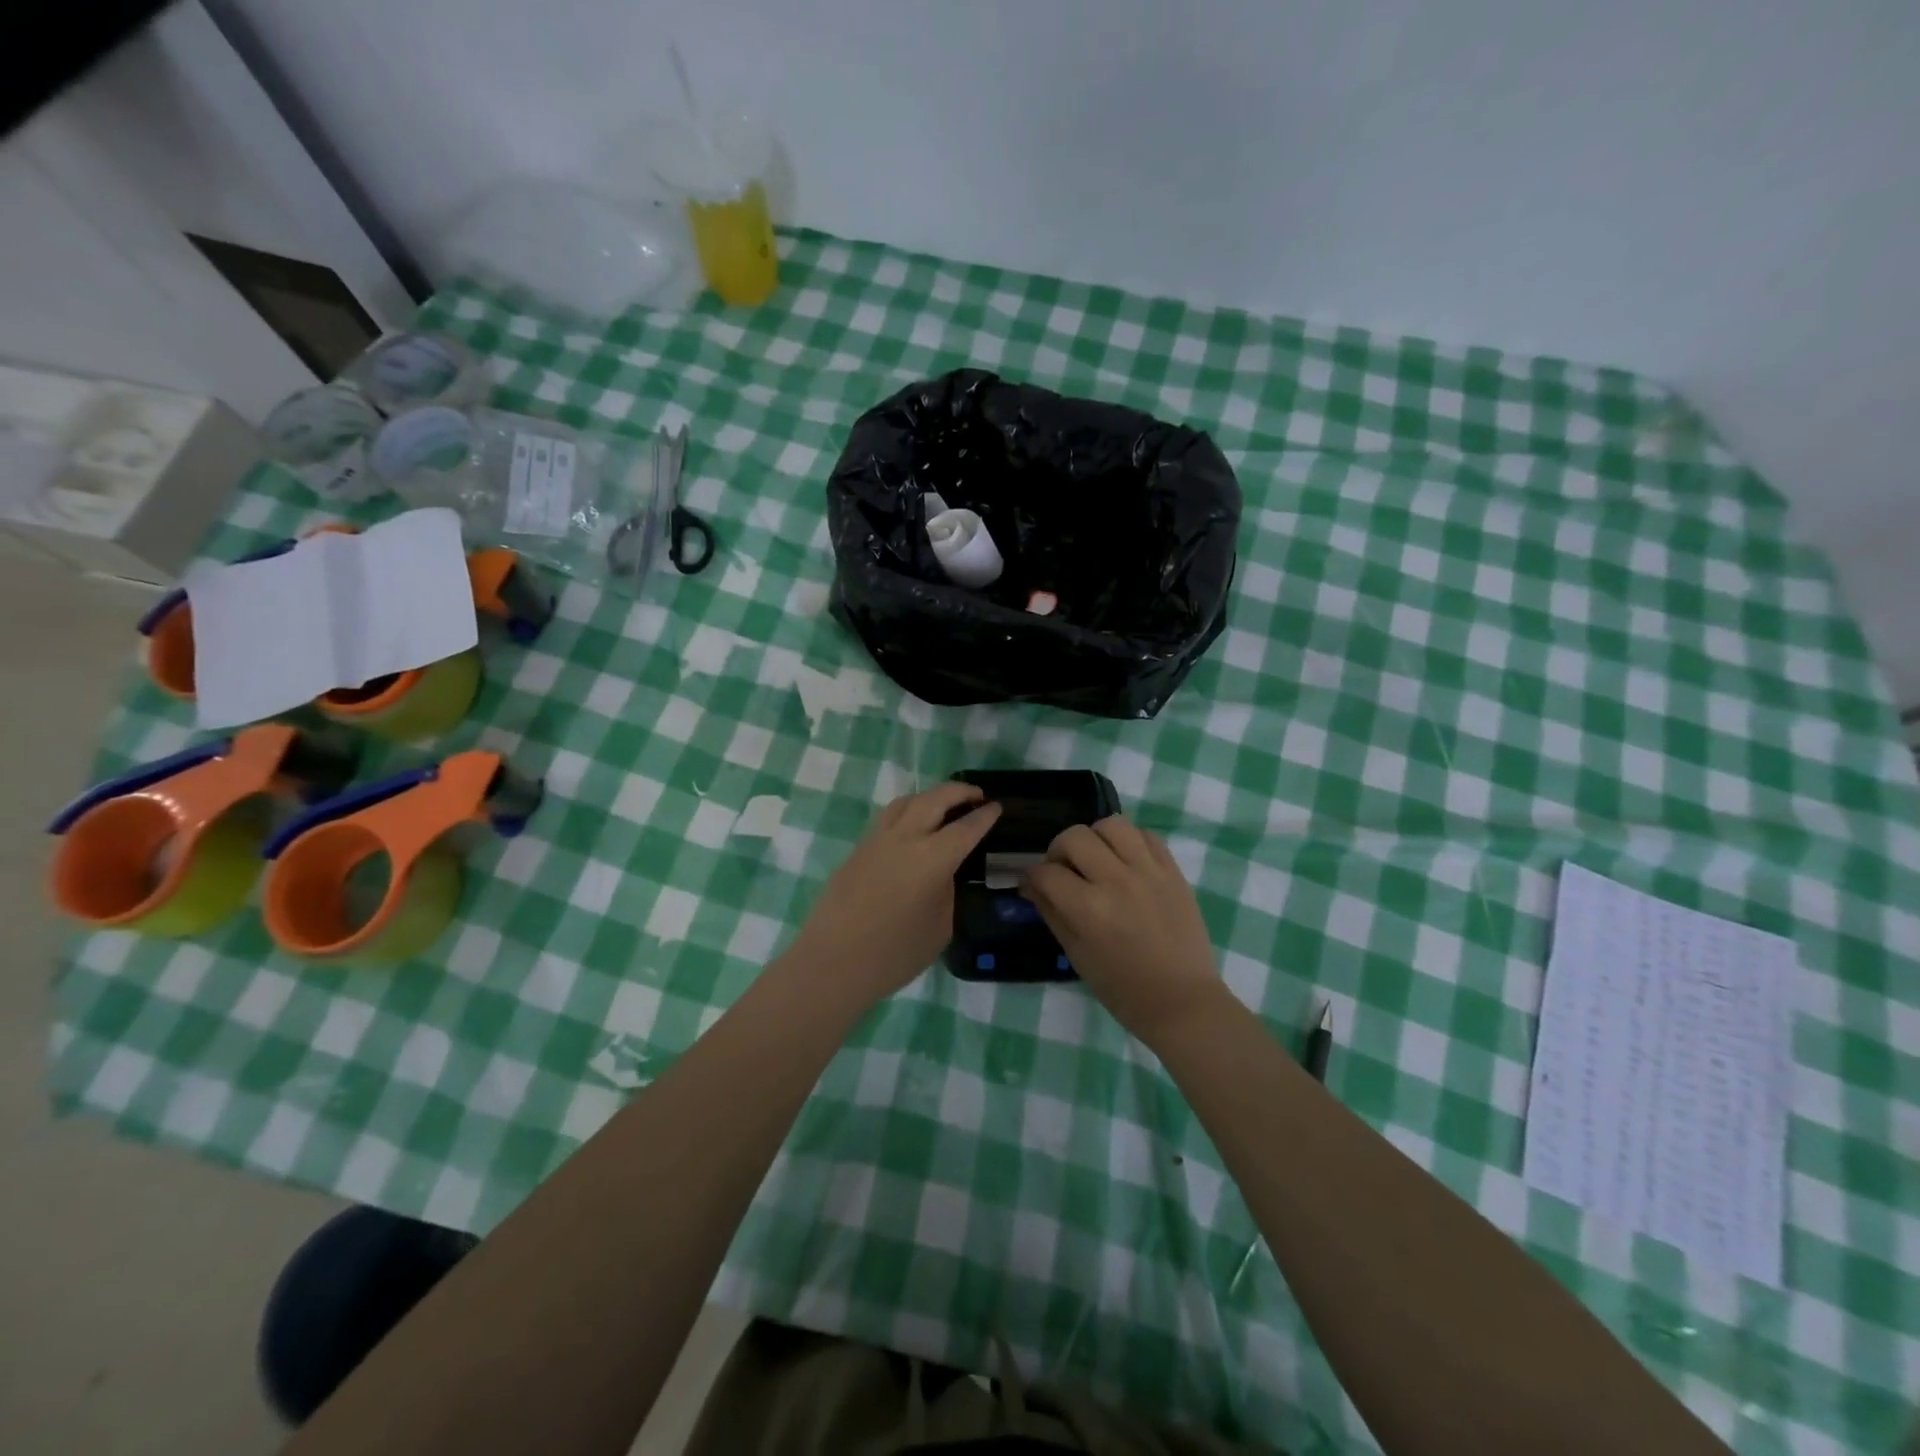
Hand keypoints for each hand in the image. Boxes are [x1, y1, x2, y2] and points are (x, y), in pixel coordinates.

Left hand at [787, 782, 1000, 1009]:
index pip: (966, 827)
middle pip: (935, 799)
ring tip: (942, 806)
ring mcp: (876, 840)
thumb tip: (943, 874)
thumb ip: (946, 890)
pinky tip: (912, 830)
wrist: (833, 963)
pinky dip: (907, 813)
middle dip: (959, 792)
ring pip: (906, 801)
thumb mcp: (940, 926)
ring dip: (929, 797)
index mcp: (933, 858)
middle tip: (976, 795)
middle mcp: (905, 838)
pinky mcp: (857, 850)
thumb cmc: (895, 953)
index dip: (985, 816)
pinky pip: (887, 819)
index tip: (997, 807)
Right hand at [1021, 816, 1223, 1043]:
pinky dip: (1130, 841)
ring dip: (1095, 837)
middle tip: (1062, 869)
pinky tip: (1125, 860)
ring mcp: (1148, 872)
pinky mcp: (1173, 871)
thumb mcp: (1077, 955)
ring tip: (1096, 857)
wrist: (1182, 1001)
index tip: (1033, 882)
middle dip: (1058, 850)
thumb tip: (1030, 885)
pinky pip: (1146, 835)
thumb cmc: (1123, 989)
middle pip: (1074, 837)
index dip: (1032, 876)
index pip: (1047, 873)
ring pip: (1112, 824)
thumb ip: (1051, 912)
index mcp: (1089, 909)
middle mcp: (1117, 881)